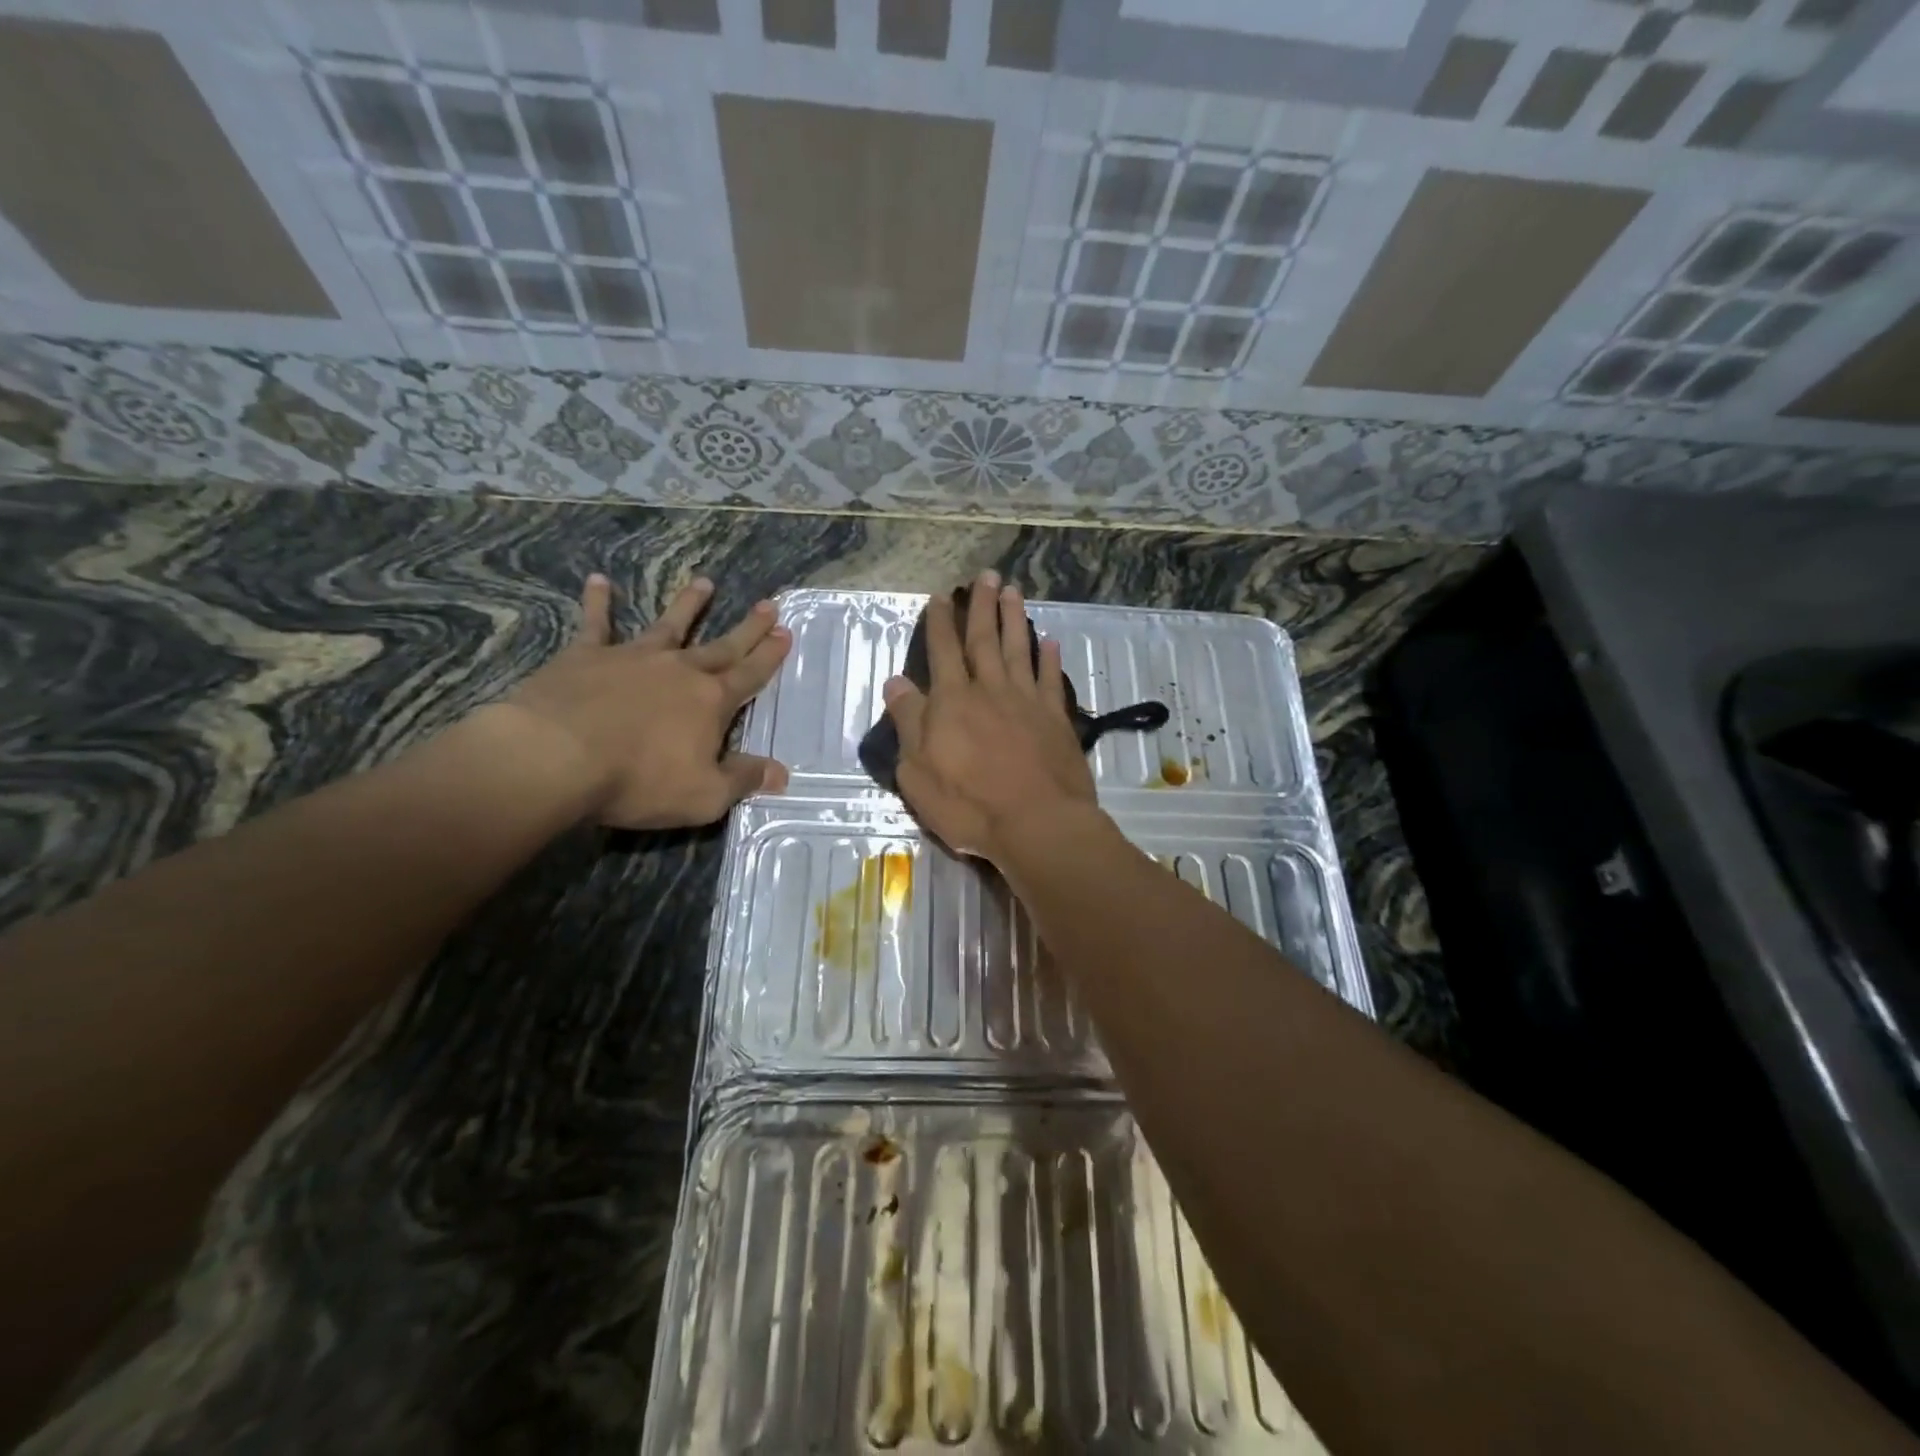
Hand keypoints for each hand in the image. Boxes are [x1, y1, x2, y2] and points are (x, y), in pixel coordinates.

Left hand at [491, 573, 790, 828]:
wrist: (556, 756)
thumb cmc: (638, 780)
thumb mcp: (704, 796)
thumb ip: (743, 780)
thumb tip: (781, 774)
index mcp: (711, 702)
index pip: (750, 675)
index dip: (770, 656)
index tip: (786, 633)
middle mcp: (679, 670)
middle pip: (721, 646)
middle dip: (748, 628)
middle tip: (768, 605)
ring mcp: (633, 658)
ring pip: (669, 625)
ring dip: (689, 604)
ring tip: (705, 582)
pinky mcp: (586, 656)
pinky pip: (596, 623)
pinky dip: (598, 602)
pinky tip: (598, 579)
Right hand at [882, 570, 1099, 864]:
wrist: (1038, 824)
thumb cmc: (969, 805)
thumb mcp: (917, 772)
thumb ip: (908, 723)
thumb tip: (896, 682)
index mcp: (952, 702)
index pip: (942, 651)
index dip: (940, 622)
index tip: (940, 596)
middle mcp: (989, 690)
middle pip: (984, 639)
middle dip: (981, 606)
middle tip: (985, 575)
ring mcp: (1027, 702)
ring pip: (1019, 649)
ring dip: (1014, 618)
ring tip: (1013, 591)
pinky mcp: (1056, 719)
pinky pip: (1050, 679)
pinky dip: (1049, 658)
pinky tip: (1050, 640)